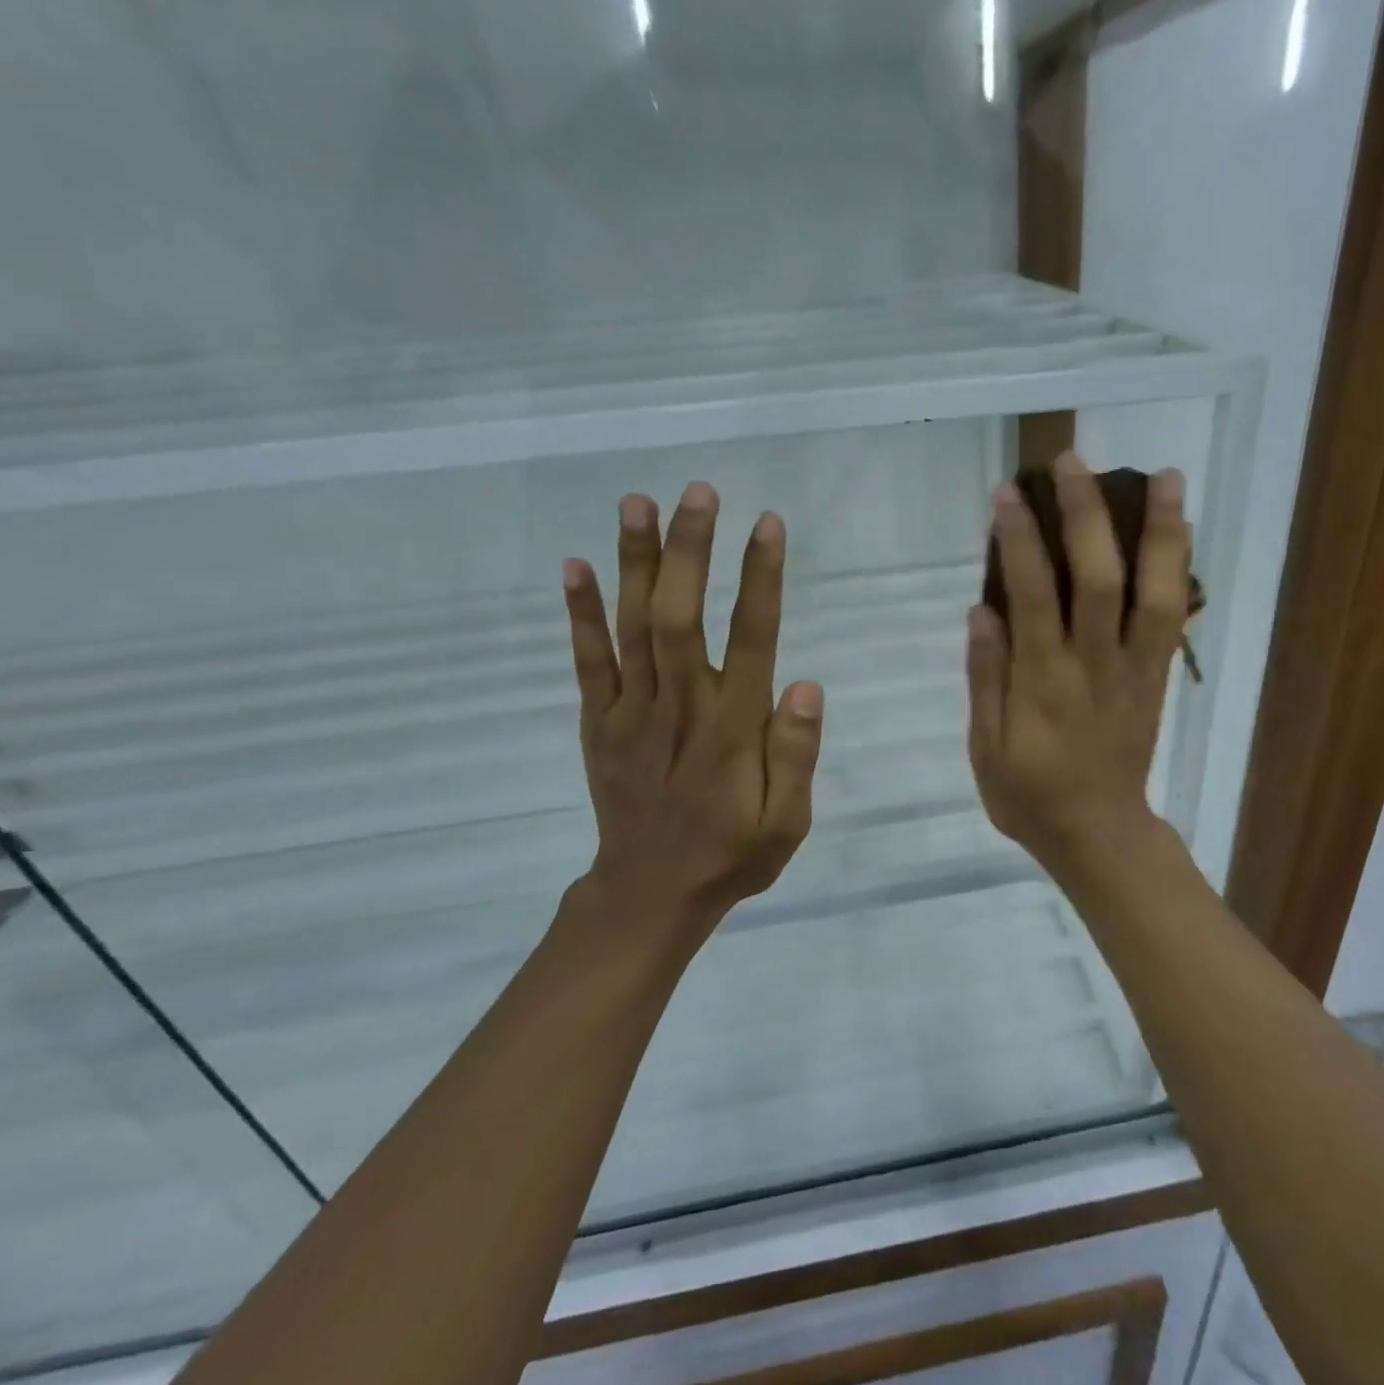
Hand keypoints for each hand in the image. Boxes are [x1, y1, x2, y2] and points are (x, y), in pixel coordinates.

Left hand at [560, 482, 823, 952]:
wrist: (648, 894)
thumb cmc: (731, 854)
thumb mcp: (786, 823)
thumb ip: (796, 756)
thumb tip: (807, 687)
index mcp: (731, 730)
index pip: (751, 640)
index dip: (760, 579)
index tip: (766, 524)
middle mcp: (680, 708)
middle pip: (680, 616)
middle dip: (690, 550)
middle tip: (699, 490)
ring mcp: (630, 712)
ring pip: (632, 626)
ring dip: (634, 562)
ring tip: (637, 502)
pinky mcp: (598, 722)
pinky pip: (587, 661)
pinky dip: (580, 613)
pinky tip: (576, 565)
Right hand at [967, 453, 1190, 877]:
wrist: (1099, 835)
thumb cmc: (1030, 797)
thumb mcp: (985, 750)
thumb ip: (985, 679)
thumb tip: (983, 610)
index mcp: (1044, 685)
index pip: (1033, 597)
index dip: (1021, 541)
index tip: (1009, 494)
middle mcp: (1095, 667)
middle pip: (1099, 579)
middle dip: (1086, 515)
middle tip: (1074, 460)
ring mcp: (1135, 670)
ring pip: (1156, 592)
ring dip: (1161, 532)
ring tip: (1164, 475)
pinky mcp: (1157, 678)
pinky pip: (1174, 618)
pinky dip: (1179, 569)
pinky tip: (1179, 529)